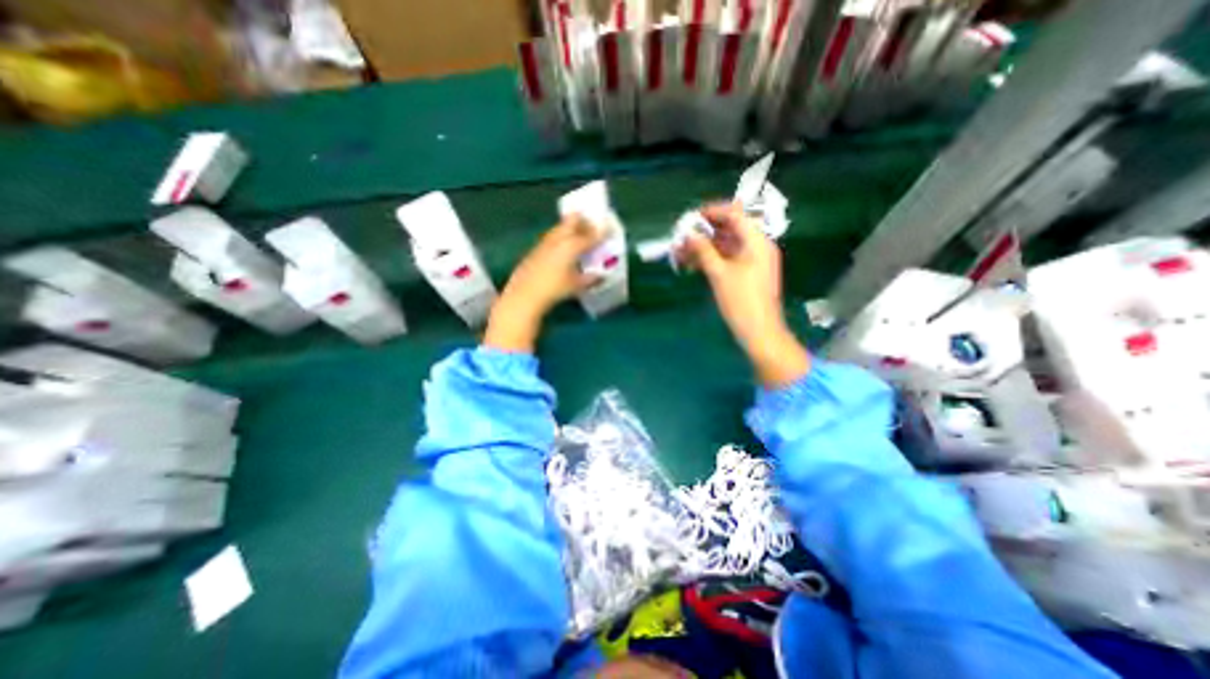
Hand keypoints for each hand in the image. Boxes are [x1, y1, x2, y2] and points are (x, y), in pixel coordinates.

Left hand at [483, 216, 603, 354]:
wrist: (525, 293)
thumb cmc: (554, 289)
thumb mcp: (576, 286)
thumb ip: (590, 279)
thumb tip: (600, 276)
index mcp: (572, 246)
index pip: (590, 235)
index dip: (600, 232)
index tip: (607, 229)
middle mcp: (559, 239)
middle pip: (572, 221)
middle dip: (583, 221)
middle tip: (590, 227)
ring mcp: (545, 242)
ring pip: (560, 228)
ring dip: (570, 228)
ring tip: (577, 236)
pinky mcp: (535, 249)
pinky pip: (552, 237)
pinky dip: (560, 238)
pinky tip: (561, 249)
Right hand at [676, 203, 806, 387]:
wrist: (759, 332)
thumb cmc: (741, 301)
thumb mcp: (719, 274)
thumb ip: (703, 250)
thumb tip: (688, 234)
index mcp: (757, 241)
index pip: (735, 215)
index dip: (713, 212)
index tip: (691, 217)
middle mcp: (757, 247)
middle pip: (730, 229)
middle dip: (704, 232)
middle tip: (682, 237)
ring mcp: (752, 261)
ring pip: (726, 246)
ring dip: (705, 247)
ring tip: (681, 252)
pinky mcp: (746, 274)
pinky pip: (727, 259)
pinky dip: (711, 259)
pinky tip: (692, 265)